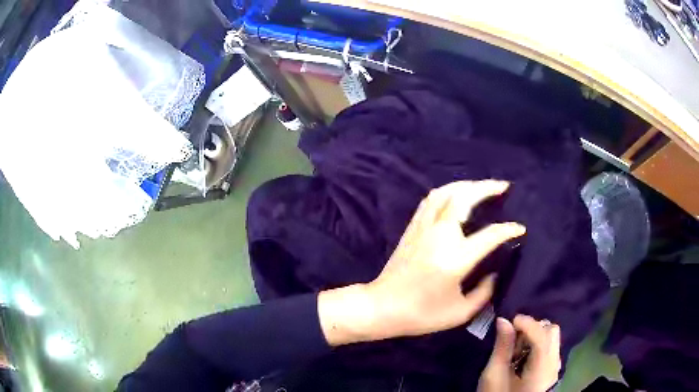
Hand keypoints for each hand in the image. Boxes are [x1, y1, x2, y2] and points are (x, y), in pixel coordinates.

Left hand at [318, 180, 525, 344]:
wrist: (382, 307)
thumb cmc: (422, 315)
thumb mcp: (460, 312)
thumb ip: (484, 292)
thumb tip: (495, 272)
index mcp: (455, 258)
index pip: (490, 235)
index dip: (508, 230)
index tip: (520, 228)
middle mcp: (440, 236)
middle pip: (464, 198)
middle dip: (486, 188)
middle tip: (504, 186)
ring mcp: (423, 228)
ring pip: (445, 193)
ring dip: (467, 185)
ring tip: (483, 187)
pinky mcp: (412, 228)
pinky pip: (430, 200)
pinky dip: (447, 192)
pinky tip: (456, 195)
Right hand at [478, 315, 561, 391]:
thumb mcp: (494, 375)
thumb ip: (502, 347)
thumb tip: (504, 320)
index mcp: (541, 369)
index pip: (542, 337)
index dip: (528, 324)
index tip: (510, 319)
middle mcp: (554, 365)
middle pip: (551, 332)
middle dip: (532, 328)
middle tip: (512, 337)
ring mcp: (555, 367)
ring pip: (552, 337)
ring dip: (534, 335)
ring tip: (516, 348)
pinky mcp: (551, 369)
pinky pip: (549, 346)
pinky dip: (537, 343)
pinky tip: (522, 355)